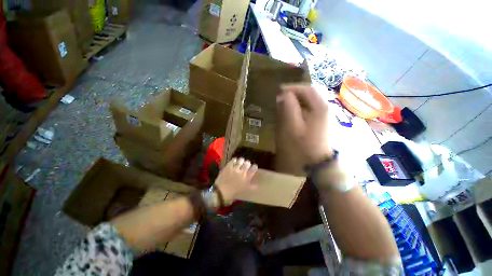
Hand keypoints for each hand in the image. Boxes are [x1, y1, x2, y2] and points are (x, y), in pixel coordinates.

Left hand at [215, 158, 257, 203]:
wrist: (221, 192)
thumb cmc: (233, 193)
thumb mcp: (244, 190)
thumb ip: (251, 187)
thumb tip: (257, 186)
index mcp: (247, 178)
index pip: (254, 169)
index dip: (254, 167)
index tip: (254, 167)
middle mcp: (242, 172)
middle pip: (248, 163)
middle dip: (247, 163)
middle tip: (246, 165)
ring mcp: (235, 168)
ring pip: (241, 160)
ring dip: (241, 161)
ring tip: (240, 162)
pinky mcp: (228, 166)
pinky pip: (233, 160)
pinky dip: (234, 160)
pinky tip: (234, 161)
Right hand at [276, 84, 331, 164]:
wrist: (318, 164)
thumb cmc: (304, 145)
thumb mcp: (293, 126)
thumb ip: (289, 108)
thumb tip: (284, 95)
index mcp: (320, 107)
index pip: (307, 89)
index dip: (292, 87)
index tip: (279, 90)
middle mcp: (324, 108)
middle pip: (309, 95)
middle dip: (293, 94)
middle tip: (280, 98)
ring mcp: (324, 116)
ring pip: (308, 103)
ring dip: (295, 102)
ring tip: (283, 105)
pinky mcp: (320, 123)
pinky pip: (309, 110)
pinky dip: (299, 109)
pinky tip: (291, 115)